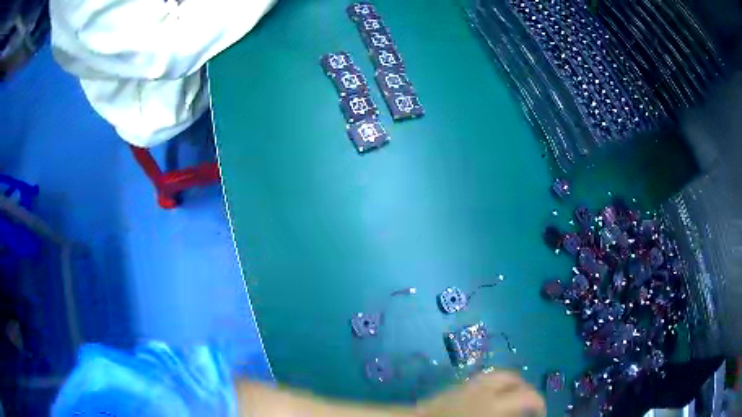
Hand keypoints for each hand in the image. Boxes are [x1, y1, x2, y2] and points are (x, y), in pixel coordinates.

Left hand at [416, 371, 544, 416]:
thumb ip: (509, 415)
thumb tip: (521, 412)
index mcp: (494, 403)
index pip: (528, 396)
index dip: (539, 403)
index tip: (541, 413)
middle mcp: (484, 388)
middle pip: (513, 378)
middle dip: (526, 389)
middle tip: (528, 402)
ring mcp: (469, 383)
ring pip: (498, 374)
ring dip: (511, 383)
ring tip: (513, 396)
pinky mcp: (456, 385)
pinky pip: (483, 378)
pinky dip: (494, 383)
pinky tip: (491, 395)